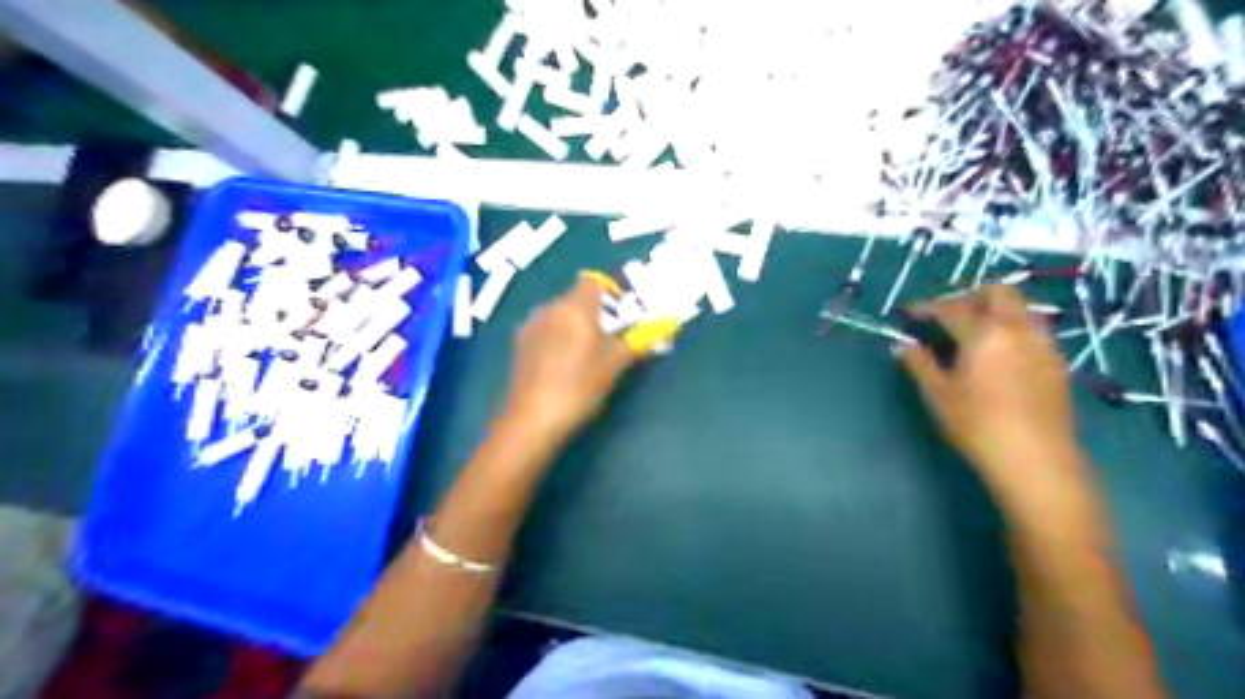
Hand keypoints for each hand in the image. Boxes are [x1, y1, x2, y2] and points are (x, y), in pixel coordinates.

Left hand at [502, 276, 639, 444]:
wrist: (532, 419)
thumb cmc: (579, 386)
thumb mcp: (614, 364)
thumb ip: (638, 341)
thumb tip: (664, 326)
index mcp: (575, 307)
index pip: (593, 281)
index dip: (610, 292)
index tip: (623, 315)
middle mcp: (549, 307)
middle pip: (576, 298)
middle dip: (595, 313)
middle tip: (611, 339)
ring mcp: (531, 325)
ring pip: (559, 314)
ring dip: (575, 325)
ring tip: (587, 355)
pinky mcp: (519, 344)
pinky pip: (545, 330)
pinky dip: (558, 338)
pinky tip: (563, 365)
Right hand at [896, 286, 1092, 500]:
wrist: (1037, 460)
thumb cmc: (978, 426)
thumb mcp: (938, 395)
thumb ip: (919, 364)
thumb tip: (903, 345)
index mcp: (984, 333)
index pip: (951, 307)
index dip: (926, 307)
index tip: (909, 313)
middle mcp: (1017, 329)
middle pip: (998, 292)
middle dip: (969, 295)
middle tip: (947, 314)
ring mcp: (1043, 343)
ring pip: (1021, 307)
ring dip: (995, 308)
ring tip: (973, 331)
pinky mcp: (1057, 362)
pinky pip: (1033, 328)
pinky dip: (1012, 327)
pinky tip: (999, 353)